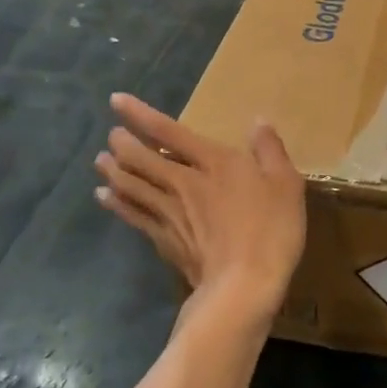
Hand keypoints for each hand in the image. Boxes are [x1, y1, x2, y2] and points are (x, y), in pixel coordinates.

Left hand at [95, 94, 305, 326]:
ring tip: (100, 161)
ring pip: (130, 185)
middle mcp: (182, 182)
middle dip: (122, 143)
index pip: (167, 131)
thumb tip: (258, 121)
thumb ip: (270, 150)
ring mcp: (168, 213)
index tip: (115, 101)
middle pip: (140, 158)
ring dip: (113, 171)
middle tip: (112, 136)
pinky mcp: (163, 240)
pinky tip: (105, 197)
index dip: (139, 114)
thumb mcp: (286, 184)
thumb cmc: (270, 230)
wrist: (243, 286)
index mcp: (212, 162)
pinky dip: (116, 203)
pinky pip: (132, 215)